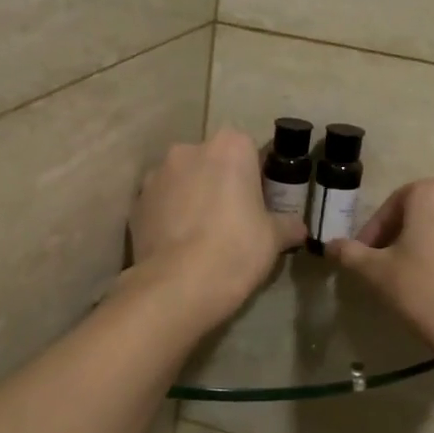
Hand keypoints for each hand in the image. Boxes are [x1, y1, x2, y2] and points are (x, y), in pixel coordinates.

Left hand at [128, 129, 306, 333]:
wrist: (178, 285)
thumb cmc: (236, 249)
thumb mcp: (274, 238)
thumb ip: (288, 224)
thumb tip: (298, 228)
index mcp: (229, 147)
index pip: (248, 150)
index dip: (255, 176)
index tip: (259, 202)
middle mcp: (188, 150)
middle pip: (211, 161)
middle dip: (220, 183)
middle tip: (232, 220)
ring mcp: (156, 175)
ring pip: (182, 181)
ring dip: (191, 198)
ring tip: (201, 236)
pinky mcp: (136, 203)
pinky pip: (160, 203)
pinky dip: (169, 216)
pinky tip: (179, 246)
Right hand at [327, 178, 433, 383]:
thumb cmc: (424, 292)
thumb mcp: (376, 273)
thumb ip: (350, 253)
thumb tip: (330, 245)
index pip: (393, 205)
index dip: (374, 232)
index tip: (365, 258)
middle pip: (425, 214)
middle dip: (404, 238)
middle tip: (390, 270)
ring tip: (423, 283)